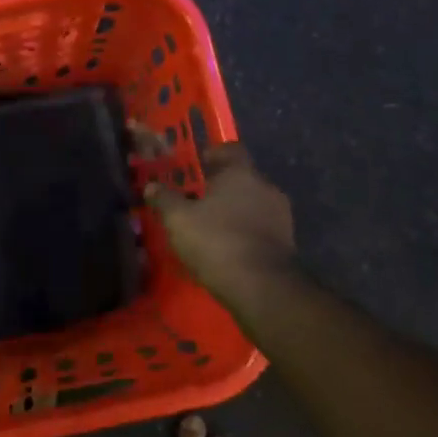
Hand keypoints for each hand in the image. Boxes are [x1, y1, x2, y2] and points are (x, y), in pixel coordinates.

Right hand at [143, 143, 295, 304]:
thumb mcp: (179, 219)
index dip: (215, 154)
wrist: (261, 285)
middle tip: (198, 198)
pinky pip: (260, 227)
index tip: (201, 162)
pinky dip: (245, 231)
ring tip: (211, 225)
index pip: (231, 150)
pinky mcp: (286, 242)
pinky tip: (227, 246)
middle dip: (222, 186)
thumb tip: (151, 186)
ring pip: (253, 204)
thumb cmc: (216, 240)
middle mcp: (266, 187)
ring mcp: (280, 215)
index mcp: (241, 173)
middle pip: (242, 178)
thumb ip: (164, 199)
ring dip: (234, 210)